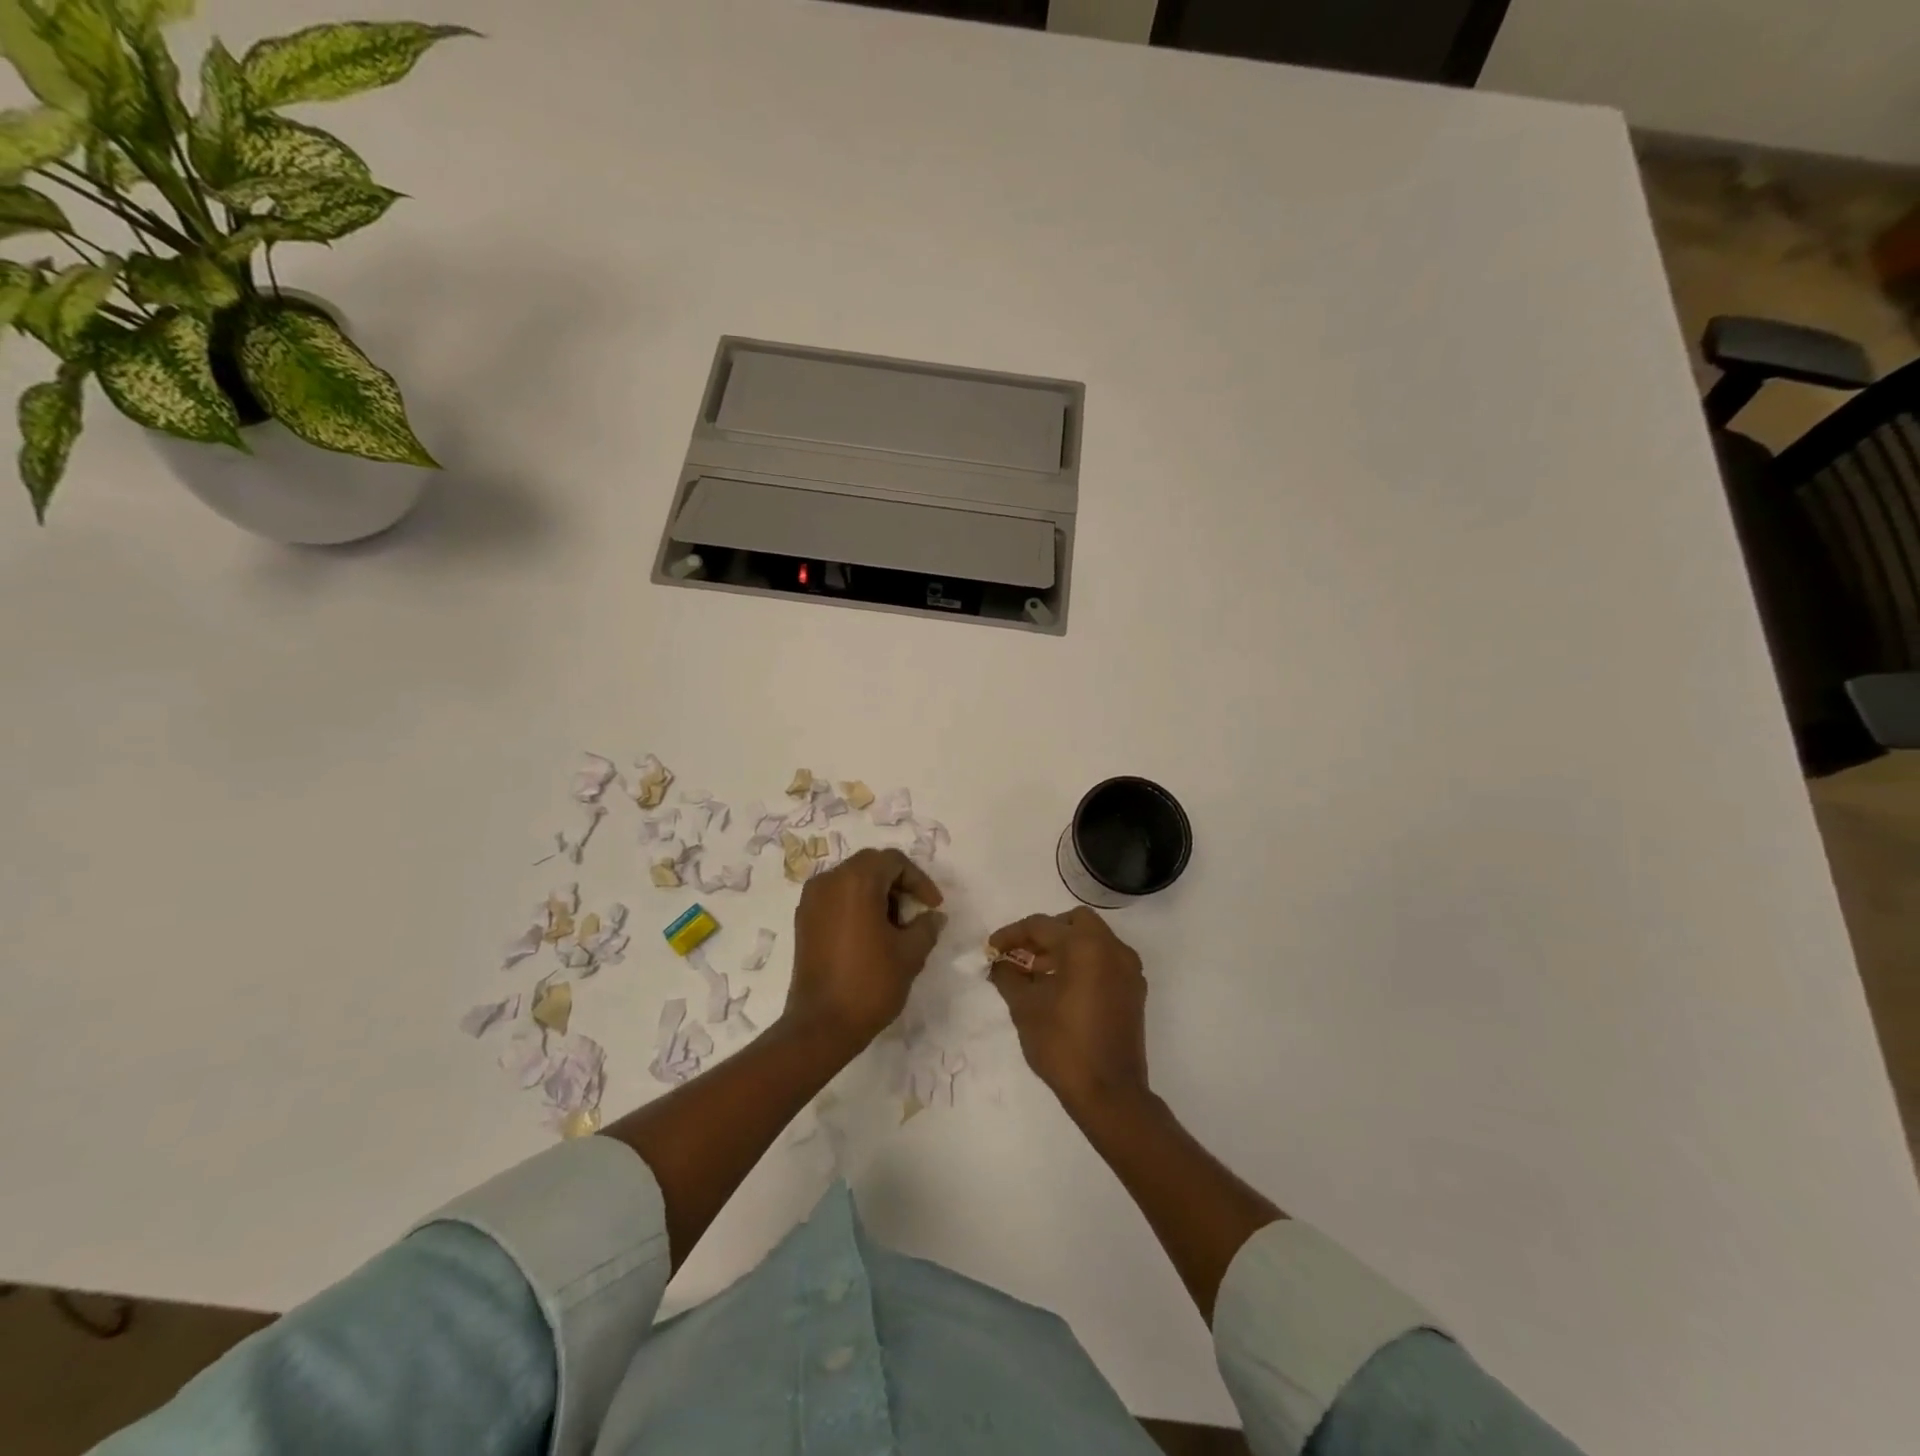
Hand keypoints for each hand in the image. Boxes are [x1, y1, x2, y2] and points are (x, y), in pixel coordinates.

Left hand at [786, 848, 945, 1051]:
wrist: (821, 1026)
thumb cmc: (869, 983)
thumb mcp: (910, 954)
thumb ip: (926, 927)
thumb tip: (934, 916)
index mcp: (855, 881)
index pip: (893, 861)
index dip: (919, 880)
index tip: (933, 907)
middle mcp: (829, 881)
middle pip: (870, 865)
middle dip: (897, 884)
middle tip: (916, 911)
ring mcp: (811, 900)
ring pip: (851, 880)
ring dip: (876, 894)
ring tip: (895, 926)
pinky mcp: (803, 921)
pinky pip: (835, 898)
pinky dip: (856, 905)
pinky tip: (870, 935)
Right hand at [987, 907, 1150, 1118]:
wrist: (1110, 1093)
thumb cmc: (1062, 1045)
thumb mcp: (1025, 1008)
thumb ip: (1008, 977)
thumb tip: (999, 963)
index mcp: (1085, 946)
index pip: (1041, 926)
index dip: (1011, 935)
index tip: (991, 949)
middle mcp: (1112, 948)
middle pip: (1073, 922)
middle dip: (1045, 934)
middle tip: (1023, 955)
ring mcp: (1128, 969)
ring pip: (1093, 939)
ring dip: (1065, 948)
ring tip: (1038, 975)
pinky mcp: (1134, 990)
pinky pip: (1106, 960)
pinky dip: (1084, 963)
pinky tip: (1063, 989)